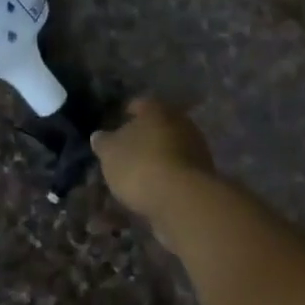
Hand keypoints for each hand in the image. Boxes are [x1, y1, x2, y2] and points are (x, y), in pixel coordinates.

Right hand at [90, 98, 215, 220]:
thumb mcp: (110, 153)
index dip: (126, 113)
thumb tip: (99, 136)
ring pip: (171, 147)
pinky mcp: (204, 174)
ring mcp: (196, 148)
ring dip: (158, 156)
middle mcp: (180, 122)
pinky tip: (155, 187)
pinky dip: (168, 175)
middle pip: (158, 125)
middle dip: (144, 136)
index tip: (117, 124)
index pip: (139, 104)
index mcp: (156, 109)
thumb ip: (103, 142)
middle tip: (127, 150)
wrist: (183, 201)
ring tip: (140, 173)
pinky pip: (179, 169)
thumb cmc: (140, 166)